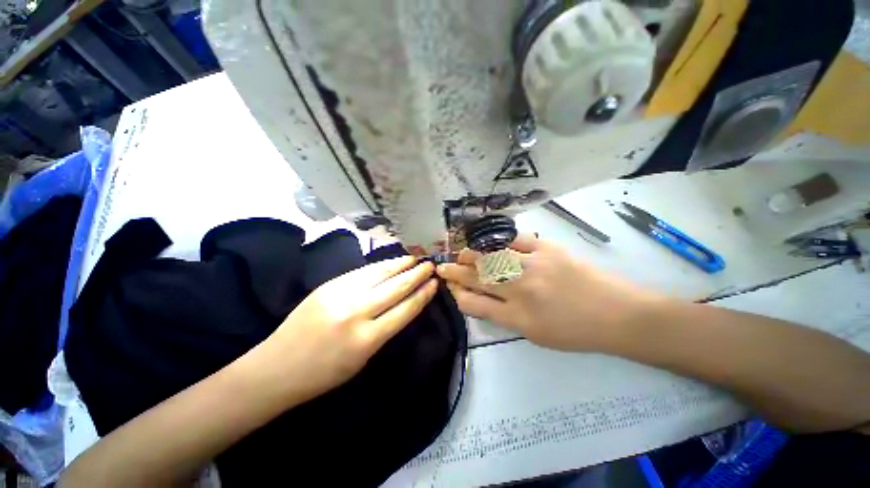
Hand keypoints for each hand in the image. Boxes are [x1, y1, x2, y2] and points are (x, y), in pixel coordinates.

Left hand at [257, 257, 437, 402]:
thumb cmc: (324, 373)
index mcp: (367, 339)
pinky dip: (380, 265)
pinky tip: (390, 262)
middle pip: (396, 287)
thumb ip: (385, 329)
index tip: (434, 284)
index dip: (423, 295)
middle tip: (430, 266)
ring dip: (400, 265)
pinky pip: (362, 271)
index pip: (405, 309)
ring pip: (380, 274)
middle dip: (416, 275)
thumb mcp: (363, 359)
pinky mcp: (329, 285)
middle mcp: (357, 312)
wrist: (277, 367)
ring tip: (414, 259)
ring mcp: (341, 295)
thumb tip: (404, 305)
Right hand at [437, 235, 661, 351]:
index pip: (474, 304)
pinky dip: (499, 240)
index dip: (457, 293)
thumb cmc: (576, 331)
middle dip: (455, 271)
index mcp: (517, 318)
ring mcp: (534, 266)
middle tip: (442, 266)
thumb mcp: (534, 335)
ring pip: (490, 256)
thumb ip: (504, 316)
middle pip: (477, 277)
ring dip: (471, 254)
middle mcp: (520, 290)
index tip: (450, 286)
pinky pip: (515, 239)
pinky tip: (490, 243)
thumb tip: (480, 298)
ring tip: (462, 254)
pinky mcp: (548, 248)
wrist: (619, 314)